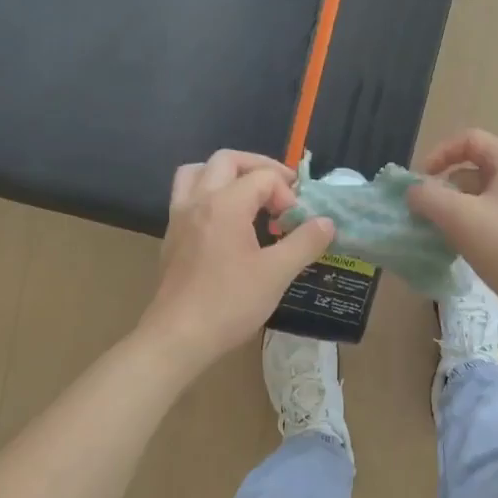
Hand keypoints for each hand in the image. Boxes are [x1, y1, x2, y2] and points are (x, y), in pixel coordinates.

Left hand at [137, 150, 334, 375]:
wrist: (178, 337)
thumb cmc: (229, 303)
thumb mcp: (277, 273)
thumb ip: (305, 243)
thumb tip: (327, 223)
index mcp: (225, 203)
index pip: (263, 177)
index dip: (287, 194)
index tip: (296, 224)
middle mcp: (198, 200)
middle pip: (227, 160)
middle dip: (258, 168)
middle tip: (281, 188)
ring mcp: (179, 217)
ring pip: (197, 172)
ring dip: (225, 175)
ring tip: (247, 195)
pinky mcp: (171, 236)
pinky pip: (187, 196)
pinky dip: (208, 194)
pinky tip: (226, 223)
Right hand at [406, 129, 497, 329]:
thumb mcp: (459, 216)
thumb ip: (428, 197)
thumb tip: (413, 193)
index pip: (470, 140)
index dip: (440, 154)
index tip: (421, 181)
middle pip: (472, 169)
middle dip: (442, 185)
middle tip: (423, 209)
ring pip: (477, 196)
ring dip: (451, 208)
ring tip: (432, 230)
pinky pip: (486, 218)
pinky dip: (466, 225)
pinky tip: (452, 246)